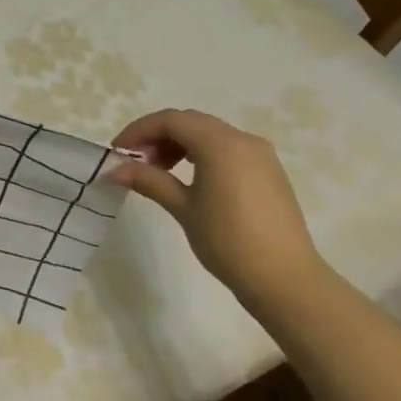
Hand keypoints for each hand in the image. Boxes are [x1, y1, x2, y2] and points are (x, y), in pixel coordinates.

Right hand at [110, 108, 326, 310]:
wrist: (285, 279)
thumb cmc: (228, 242)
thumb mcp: (184, 209)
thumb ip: (150, 181)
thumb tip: (115, 169)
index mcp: (220, 143)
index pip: (171, 120)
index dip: (139, 131)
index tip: (118, 152)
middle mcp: (242, 139)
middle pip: (190, 122)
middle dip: (158, 136)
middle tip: (136, 162)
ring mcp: (260, 154)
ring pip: (210, 134)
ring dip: (180, 144)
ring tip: (160, 172)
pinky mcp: (269, 171)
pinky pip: (228, 149)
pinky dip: (203, 154)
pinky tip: (190, 179)